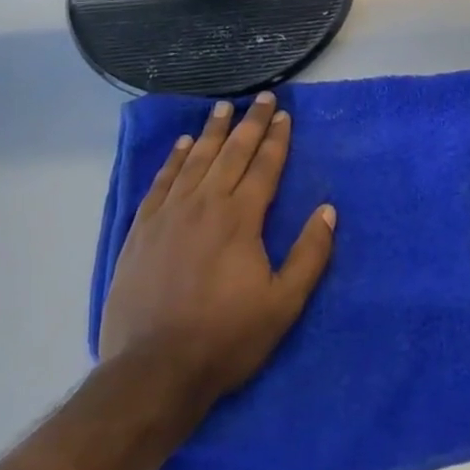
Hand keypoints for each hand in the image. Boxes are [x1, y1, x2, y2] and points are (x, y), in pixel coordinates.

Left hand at [98, 92, 335, 418]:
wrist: (152, 371)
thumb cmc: (225, 338)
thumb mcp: (283, 304)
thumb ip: (309, 255)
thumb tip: (328, 210)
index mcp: (241, 217)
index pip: (264, 166)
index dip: (277, 139)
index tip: (284, 115)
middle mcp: (205, 204)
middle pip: (231, 153)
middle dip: (250, 123)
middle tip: (262, 98)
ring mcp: (169, 214)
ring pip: (195, 159)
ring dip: (211, 131)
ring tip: (222, 107)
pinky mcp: (142, 230)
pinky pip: (161, 182)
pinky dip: (174, 159)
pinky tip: (182, 145)